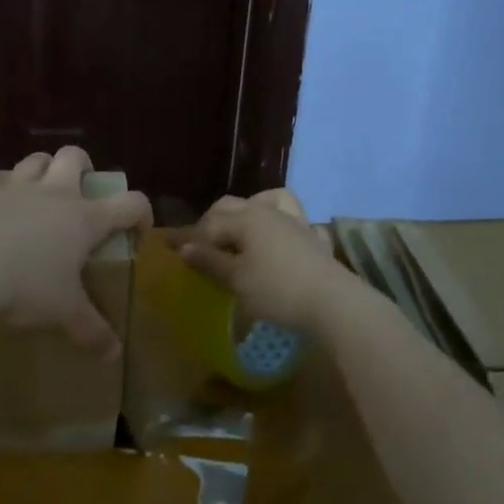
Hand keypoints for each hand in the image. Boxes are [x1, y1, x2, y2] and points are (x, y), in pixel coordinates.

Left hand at [0, 147, 150, 352]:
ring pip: (33, 162)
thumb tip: (114, 354)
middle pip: (74, 158)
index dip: (141, 213)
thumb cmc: (28, 287)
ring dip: (40, 166)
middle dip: (83, 165)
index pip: (130, 203)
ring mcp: (14, 191)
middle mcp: (53, 195)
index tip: (138, 231)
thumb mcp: (65, 313)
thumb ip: (92, 330)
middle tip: (83, 187)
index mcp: (85, 219)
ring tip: (41, 181)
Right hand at [177, 189, 354, 332]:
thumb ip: (210, 261)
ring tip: (243, 229)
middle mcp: (269, 212)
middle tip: (202, 245)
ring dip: (253, 209)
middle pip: (234, 205)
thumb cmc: (276, 290)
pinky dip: (287, 227)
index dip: (190, 237)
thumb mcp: (237, 279)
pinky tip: (284, 241)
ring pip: (271, 200)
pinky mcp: (315, 240)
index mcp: (246, 218)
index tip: (171, 249)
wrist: (333, 303)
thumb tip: (184, 247)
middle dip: (214, 221)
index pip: (210, 223)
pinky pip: (299, 223)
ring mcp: (296, 223)